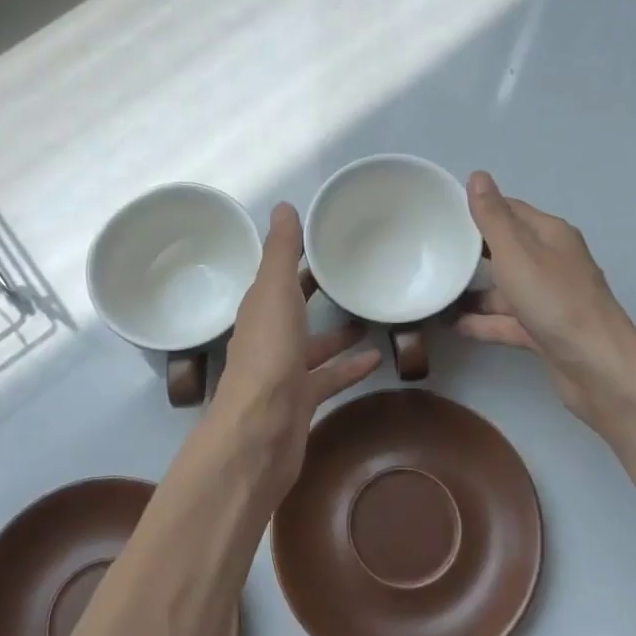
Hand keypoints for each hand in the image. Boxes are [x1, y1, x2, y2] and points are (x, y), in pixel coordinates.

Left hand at [207, 203, 381, 497]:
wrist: (260, 430)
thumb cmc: (268, 354)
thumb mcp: (274, 291)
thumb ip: (280, 251)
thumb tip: (283, 205)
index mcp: (259, 309)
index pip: (277, 275)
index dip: (297, 257)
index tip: (326, 239)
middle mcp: (269, 337)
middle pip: (294, 308)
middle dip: (316, 292)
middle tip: (351, 274)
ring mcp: (284, 372)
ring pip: (313, 345)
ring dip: (336, 333)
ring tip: (370, 317)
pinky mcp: (302, 401)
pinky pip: (329, 378)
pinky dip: (349, 368)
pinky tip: (376, 359)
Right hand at [456, 172, 635, 430]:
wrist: (598, 368)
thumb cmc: (555, 301)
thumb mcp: (516, 253)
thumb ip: (493, 217)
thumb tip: (478, 175)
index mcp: (550, 235)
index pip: (509, 210)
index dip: (477, 209)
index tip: (441, 214)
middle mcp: (552, 262)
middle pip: (506, 249)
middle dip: (472, 251)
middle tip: (432, 251)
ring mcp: (549, 299)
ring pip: (505, 289)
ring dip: (474, 291)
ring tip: (435, 291)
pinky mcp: (544, 331)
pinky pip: (507, 320)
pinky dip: (483, 322)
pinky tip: (453, 325)